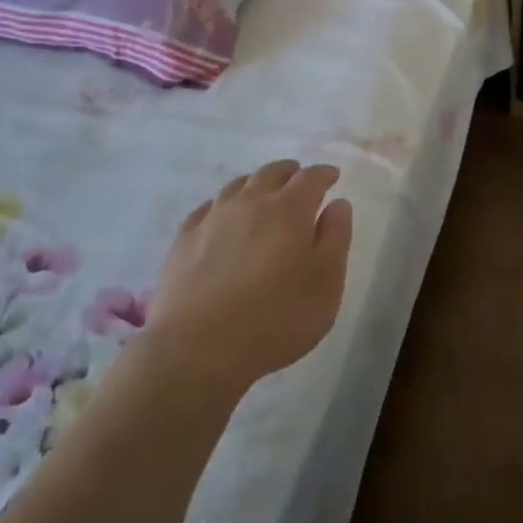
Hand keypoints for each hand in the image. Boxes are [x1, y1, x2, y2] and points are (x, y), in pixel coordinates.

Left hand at [145, 160, 352, 393]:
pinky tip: (223, 218)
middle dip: (290, 173)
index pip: (310, 178)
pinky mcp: (183, 240)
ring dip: (256, 184)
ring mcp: (212, 219)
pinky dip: (223, 205)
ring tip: (263, 195)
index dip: (324, 174)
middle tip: (299, 180)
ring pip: (237, 185)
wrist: (197, 349)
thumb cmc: (276, 318)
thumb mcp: (326, 283)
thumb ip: (336, 238)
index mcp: (289, 209)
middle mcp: (250, 203)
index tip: (332, 177)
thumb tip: (338, 204)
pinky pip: (208, 208)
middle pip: (271, 173)